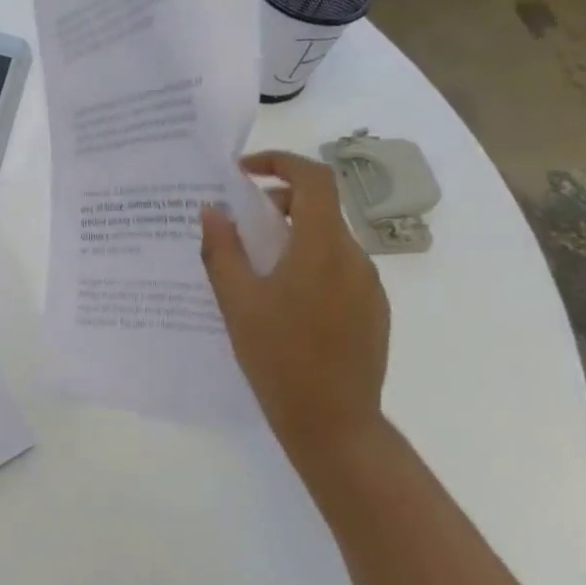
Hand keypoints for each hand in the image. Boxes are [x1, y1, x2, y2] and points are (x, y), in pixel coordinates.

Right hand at [199, 152, 389, 460]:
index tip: (243, 172)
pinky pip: (337, 269)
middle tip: (237, 227)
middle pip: (319, 208)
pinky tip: (282, 301)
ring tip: (253, 269)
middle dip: (277, 205)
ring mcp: (369, 285)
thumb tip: (212, 210)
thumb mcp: (237, 301)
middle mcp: (354, 258)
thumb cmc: (277, 357)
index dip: (280, 162)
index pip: (314, 179)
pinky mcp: (373, 309)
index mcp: (322, 249)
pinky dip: (308, 264)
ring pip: (327, 240)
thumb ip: (222, 250)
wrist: (333, 422)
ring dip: (291, 237)